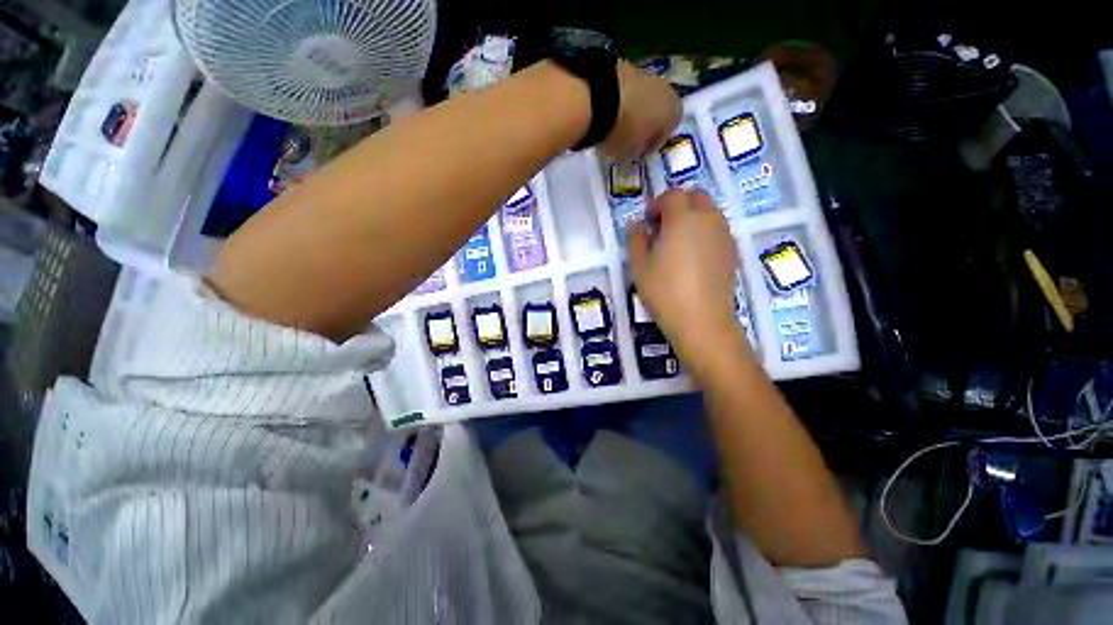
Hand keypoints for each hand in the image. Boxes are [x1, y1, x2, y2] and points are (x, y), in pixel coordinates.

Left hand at [602, 61, 680, 157]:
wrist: (600, 97)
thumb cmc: (624, 131)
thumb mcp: (630, 151)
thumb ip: (636, 149)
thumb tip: (634, 146)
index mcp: (673, 113)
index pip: (666, 133)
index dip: (651, 144)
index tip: (639, 152)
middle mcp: (667, 89)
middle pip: (657, 110)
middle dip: (645, 123)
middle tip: (630, 137)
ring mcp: (647, 74)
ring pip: (644, 97)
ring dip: (634, 109)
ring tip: (617, 124)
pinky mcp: (626, 65)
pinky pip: (628, 89)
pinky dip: (621, 99)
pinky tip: (609, 111)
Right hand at [627, 190, 751, 372]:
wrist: (702, 321)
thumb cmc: (664, 291)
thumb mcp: (639, 265)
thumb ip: (635, 239)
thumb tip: (636, 225)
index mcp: (683, 218)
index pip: (672, 196)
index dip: (657, 204)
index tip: (647, 222)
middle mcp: (708, 219)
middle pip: (696, 196)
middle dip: (678, 205)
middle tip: (662, 227)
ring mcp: (724, 235)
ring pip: (710, 212)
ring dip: (692, 217)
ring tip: (677, 243)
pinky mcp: (732, 251)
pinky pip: (718, 230)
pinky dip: (704, 232)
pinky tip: (693, 256)